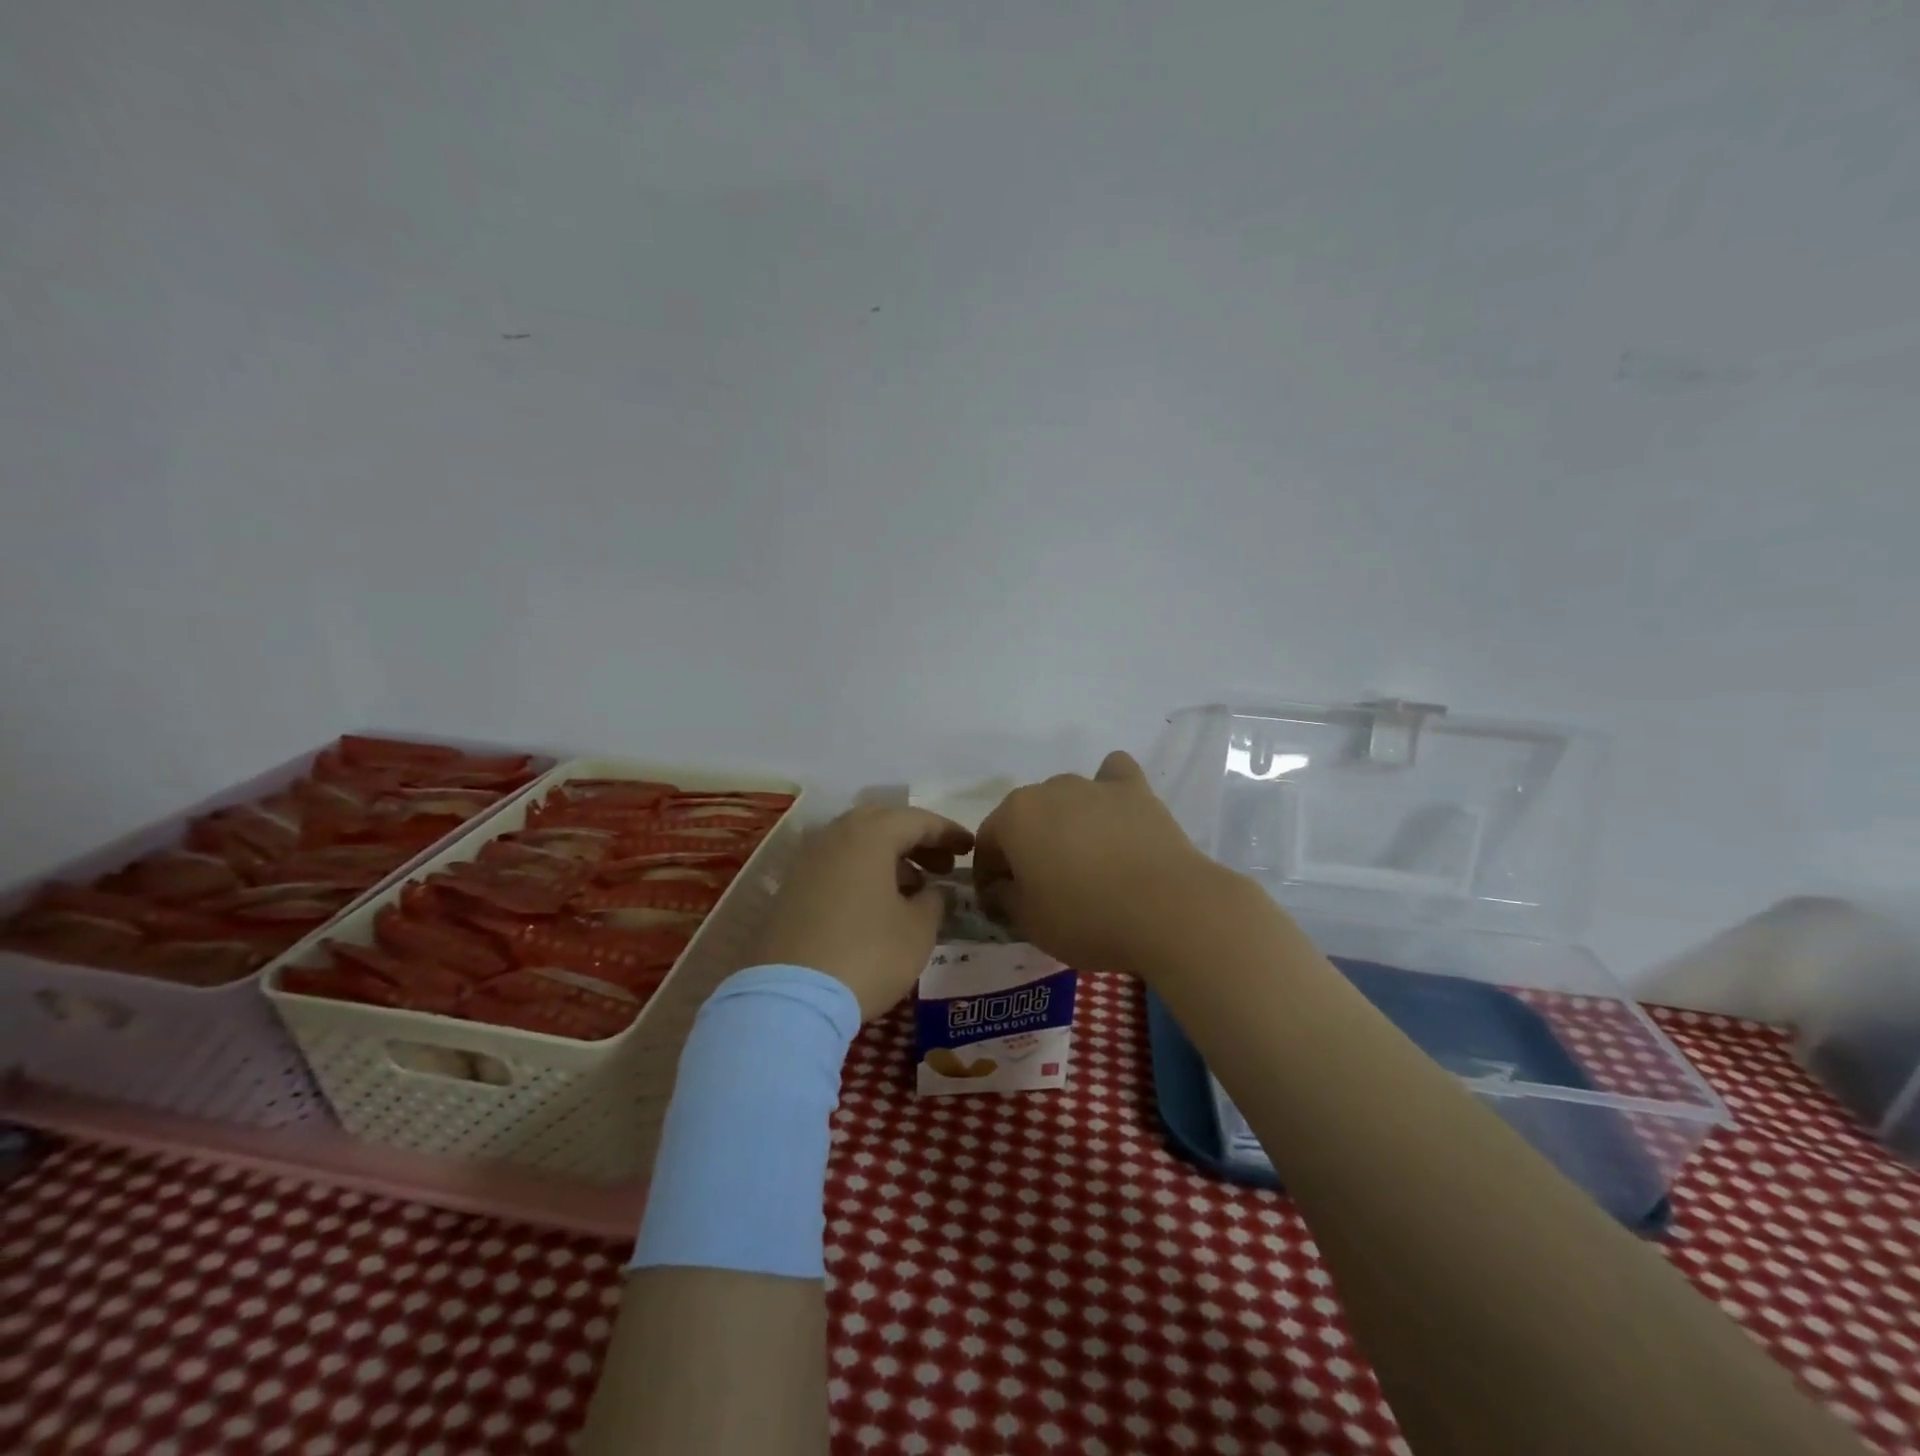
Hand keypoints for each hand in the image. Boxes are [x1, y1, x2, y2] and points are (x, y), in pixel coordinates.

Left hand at [751, 805, 973, 1020]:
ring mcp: (806, 862)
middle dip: (916, 840)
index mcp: (869, 835)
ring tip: (914, 889)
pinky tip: (877, 905)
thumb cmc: (867, 955)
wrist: (789, 998)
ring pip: (856, 844)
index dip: (948, 833)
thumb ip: (934, 901)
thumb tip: (932, 890)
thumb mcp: (918, 931)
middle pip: (882, 823)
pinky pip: (835, 866)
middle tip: (941, 866)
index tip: (970, 848)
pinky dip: (862, 874)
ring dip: (889, 858)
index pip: (917, 820)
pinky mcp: (790, 890)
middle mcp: (833, 836)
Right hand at [973, 751, 1234, 979]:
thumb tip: (1000, 887)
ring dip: (1064, 823)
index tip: (998, 903)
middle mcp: (1048, 789)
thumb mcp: (1029, 922)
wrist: (1167, 909)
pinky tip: (1115, 811)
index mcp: (1014, 816)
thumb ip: (1003, 898)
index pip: (986, 843)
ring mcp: (1094, 785)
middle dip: (1025, 847)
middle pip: (1026, 818)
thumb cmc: (1086, 918)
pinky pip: (1113, 776)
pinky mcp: (1135, 790)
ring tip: (1083, 860)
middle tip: (1041, 886)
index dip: (988, 875)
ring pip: (1066, 798)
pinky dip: (1109, 788)